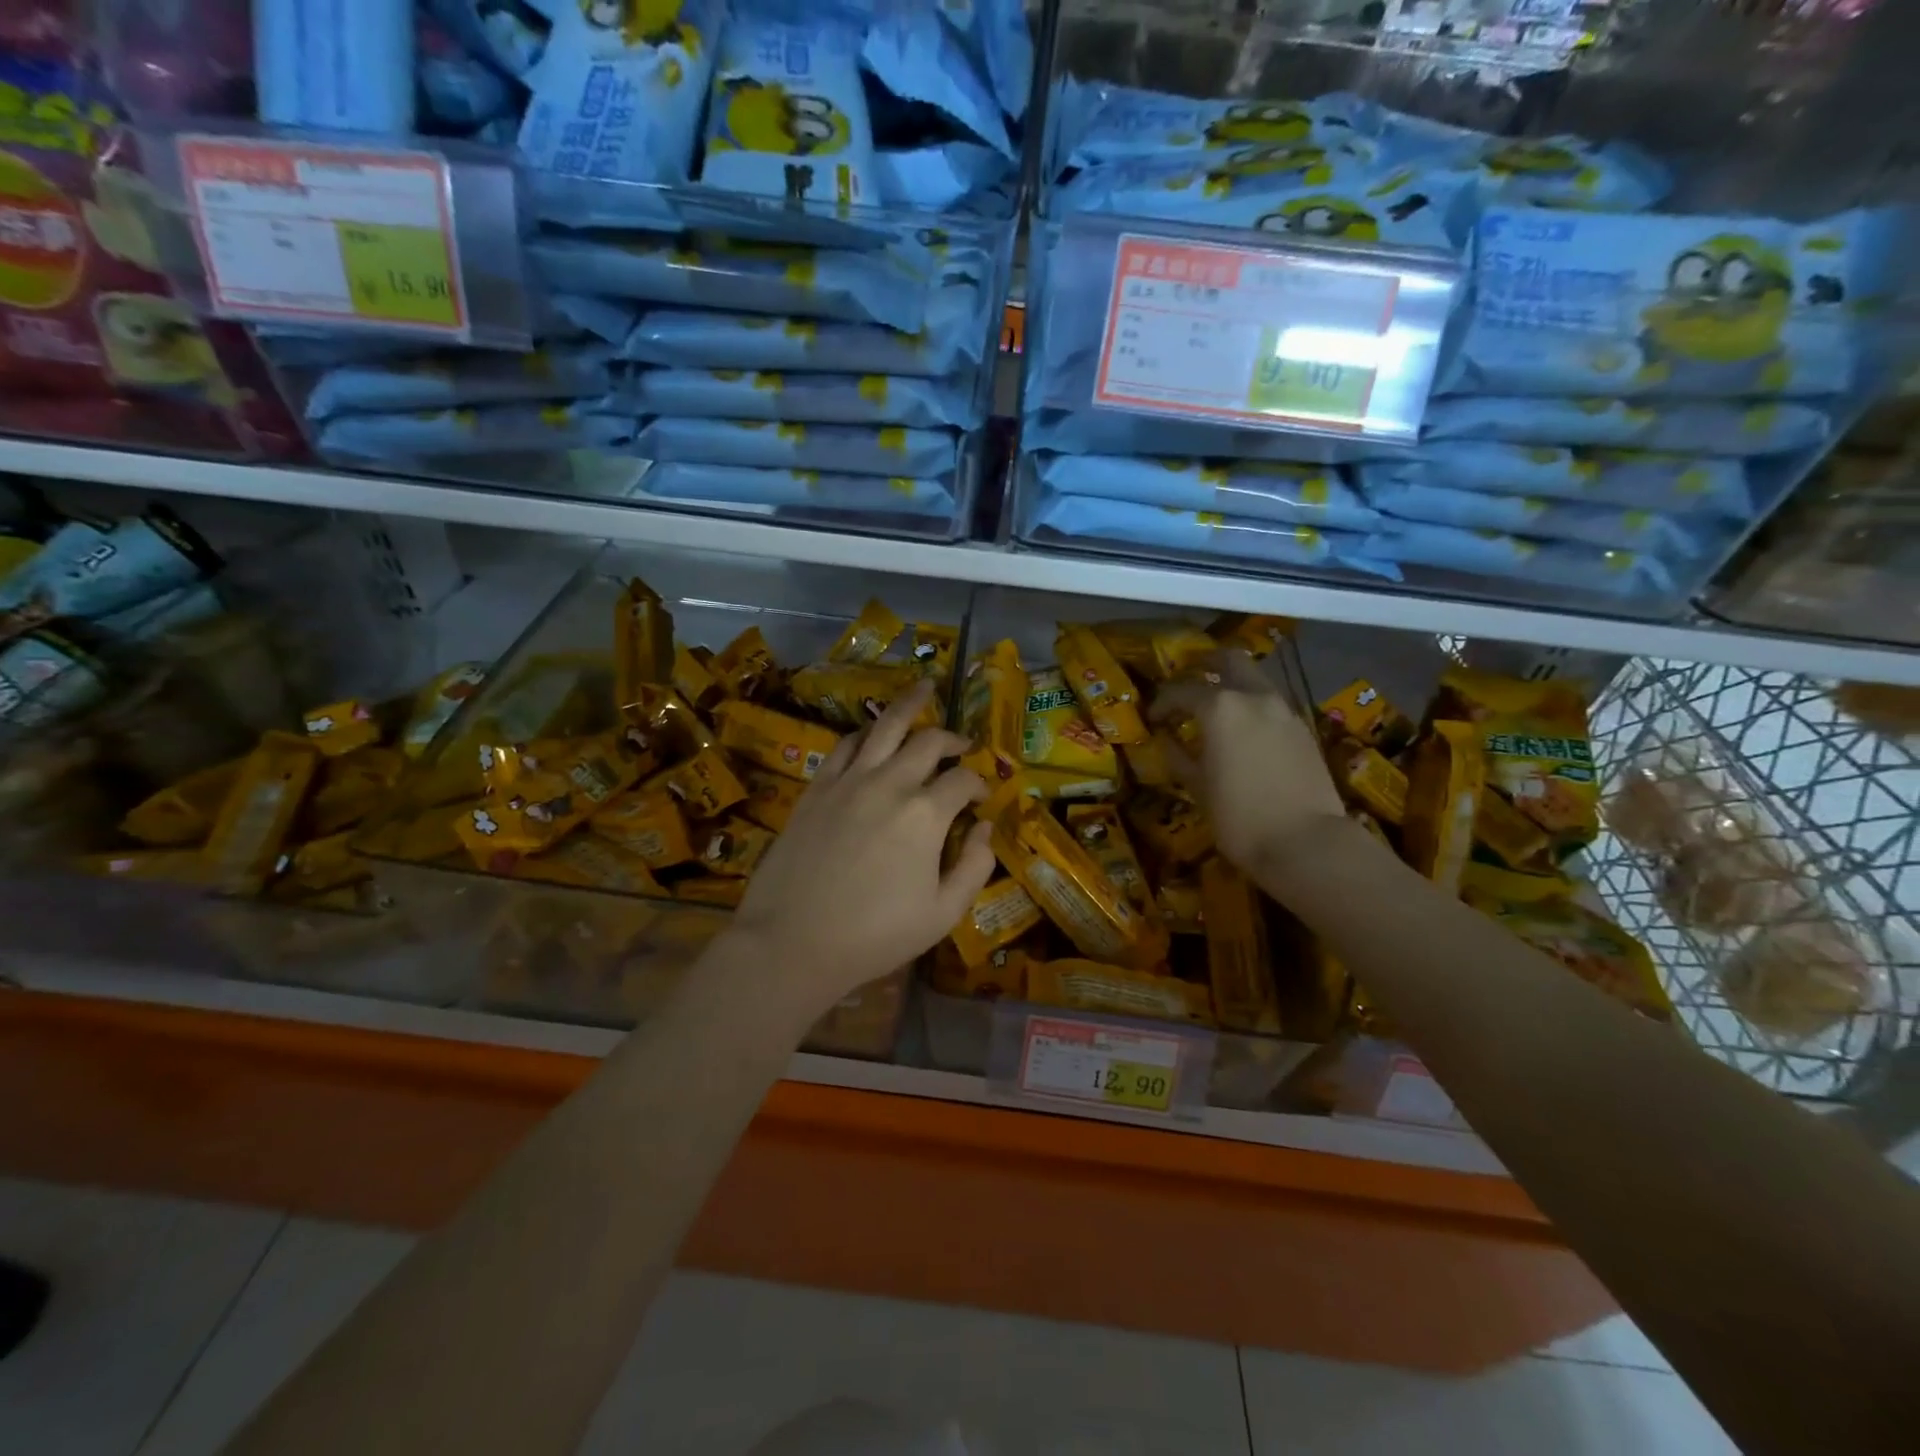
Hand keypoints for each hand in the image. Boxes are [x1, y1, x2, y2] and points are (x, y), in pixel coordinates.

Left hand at [730, 677, 994, 1019]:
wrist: (793, 942)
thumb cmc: (875, 935)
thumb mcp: (942, 914)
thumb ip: (974, 867)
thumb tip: (987, 829)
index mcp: (926, 813)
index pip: (963, 779)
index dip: (979, 783)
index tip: (981, 797)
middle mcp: (889, 783)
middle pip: (928, 741)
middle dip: (952, 738)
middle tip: (962, 744)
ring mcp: (848, 780)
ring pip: (883, 726)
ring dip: (909, 705)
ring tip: (923, 689)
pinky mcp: (817, 788)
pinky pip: (845, 745)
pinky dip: (865, 733)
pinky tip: (871, 733)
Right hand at [1150, 651, 1347, 877]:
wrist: (1307, 843)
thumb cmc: (1239, 816)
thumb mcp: (1198, 788)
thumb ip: (1179, 756)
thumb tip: (1167, 740)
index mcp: (1220, 707)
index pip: (1182, 691)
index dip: (1162, 702)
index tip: (1152, 717)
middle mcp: (1254, 698)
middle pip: (1230, 661)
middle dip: (1206, 665)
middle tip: (1189, 680)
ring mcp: (1285, 711)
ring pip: (1256, 681)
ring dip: (1234, 686)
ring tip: (1216, 711)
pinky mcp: (1304, 730)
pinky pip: (1272, 705)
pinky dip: (1254, 708)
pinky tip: (1244, 734)